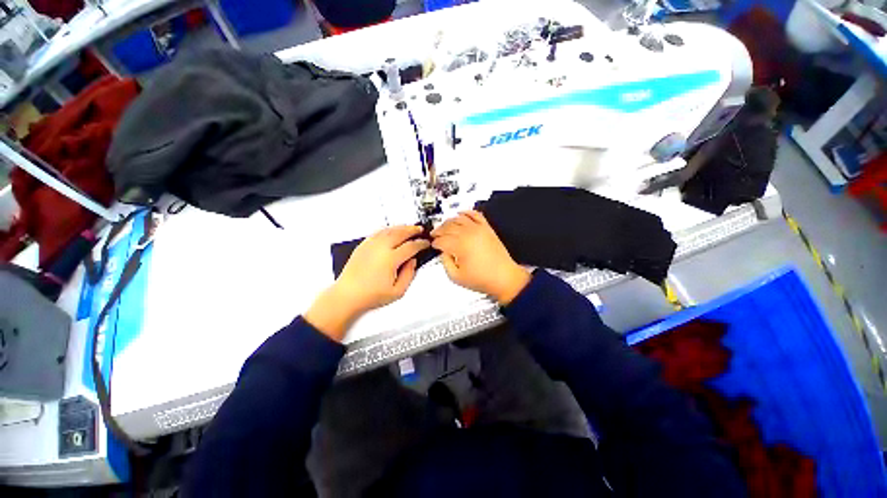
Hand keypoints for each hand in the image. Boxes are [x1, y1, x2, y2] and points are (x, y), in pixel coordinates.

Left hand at [305, 225, 429, 340]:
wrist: (348, 295)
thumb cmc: (369, 295)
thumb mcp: (397, 291)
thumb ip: (409, 275)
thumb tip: (413, 262)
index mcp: (390, 259)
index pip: (411, 246)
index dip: (421, 244)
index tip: (425, 243)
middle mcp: (380, 249)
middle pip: (401, 233)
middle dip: (413, 230)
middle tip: (420, 230)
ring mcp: (371, 245)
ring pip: (390, 230)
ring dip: (401, 227)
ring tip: (409, 228)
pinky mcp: (363, 245)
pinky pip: (378, 232)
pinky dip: (388, 229)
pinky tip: (392, 230)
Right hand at [431, 211, 529, 304]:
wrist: (504, 278)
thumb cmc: (482, 279)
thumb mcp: (456, 277)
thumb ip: (445, 262)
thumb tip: (443, 252)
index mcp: (460, 246)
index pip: (442, 240)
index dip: (435, 242)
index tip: (433, 245)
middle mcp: (468, 234)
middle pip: (448, 227)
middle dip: (439, 230)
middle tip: (435, 234)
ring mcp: (479, 229)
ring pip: (459, 218)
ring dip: (449, 221)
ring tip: (444, 226)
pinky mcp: (487, 228)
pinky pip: (475, 214)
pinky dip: (466, 212)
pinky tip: (461, 213)